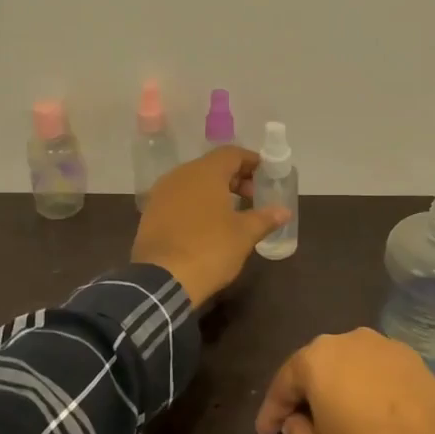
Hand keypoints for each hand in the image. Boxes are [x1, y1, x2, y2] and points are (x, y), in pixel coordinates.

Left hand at [132, 147, 289, 308]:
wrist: (162, 279)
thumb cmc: (210, 249)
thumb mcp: (244, 235)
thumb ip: (265, 218)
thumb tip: (284, 211)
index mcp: (204, 173)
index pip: (231, 154)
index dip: (250, 161)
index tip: (265, 175)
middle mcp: (180, 175)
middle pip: (211, 166)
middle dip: (234, 178)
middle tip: (252, 196)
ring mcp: (161, 194)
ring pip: (193, 182)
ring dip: (214, 191)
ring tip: (231, 212)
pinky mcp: (150, 214)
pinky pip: (178, 199)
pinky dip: (195, 204)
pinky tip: (206, 225)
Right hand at [255, 328, 434, 433]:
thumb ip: (298, 433)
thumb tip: (295, 422)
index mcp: (316, 358)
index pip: (283, 382)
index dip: (271, 410)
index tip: (265, 432)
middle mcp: (347, 339)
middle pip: (316, 365)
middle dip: (304, 392)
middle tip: (295, 419)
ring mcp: (384, 344)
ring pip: (349, 364)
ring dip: (338, 385)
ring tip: (335, 413)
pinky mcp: (413, 357)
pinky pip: (376, 370)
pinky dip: (367, 386)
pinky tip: (369, 409)